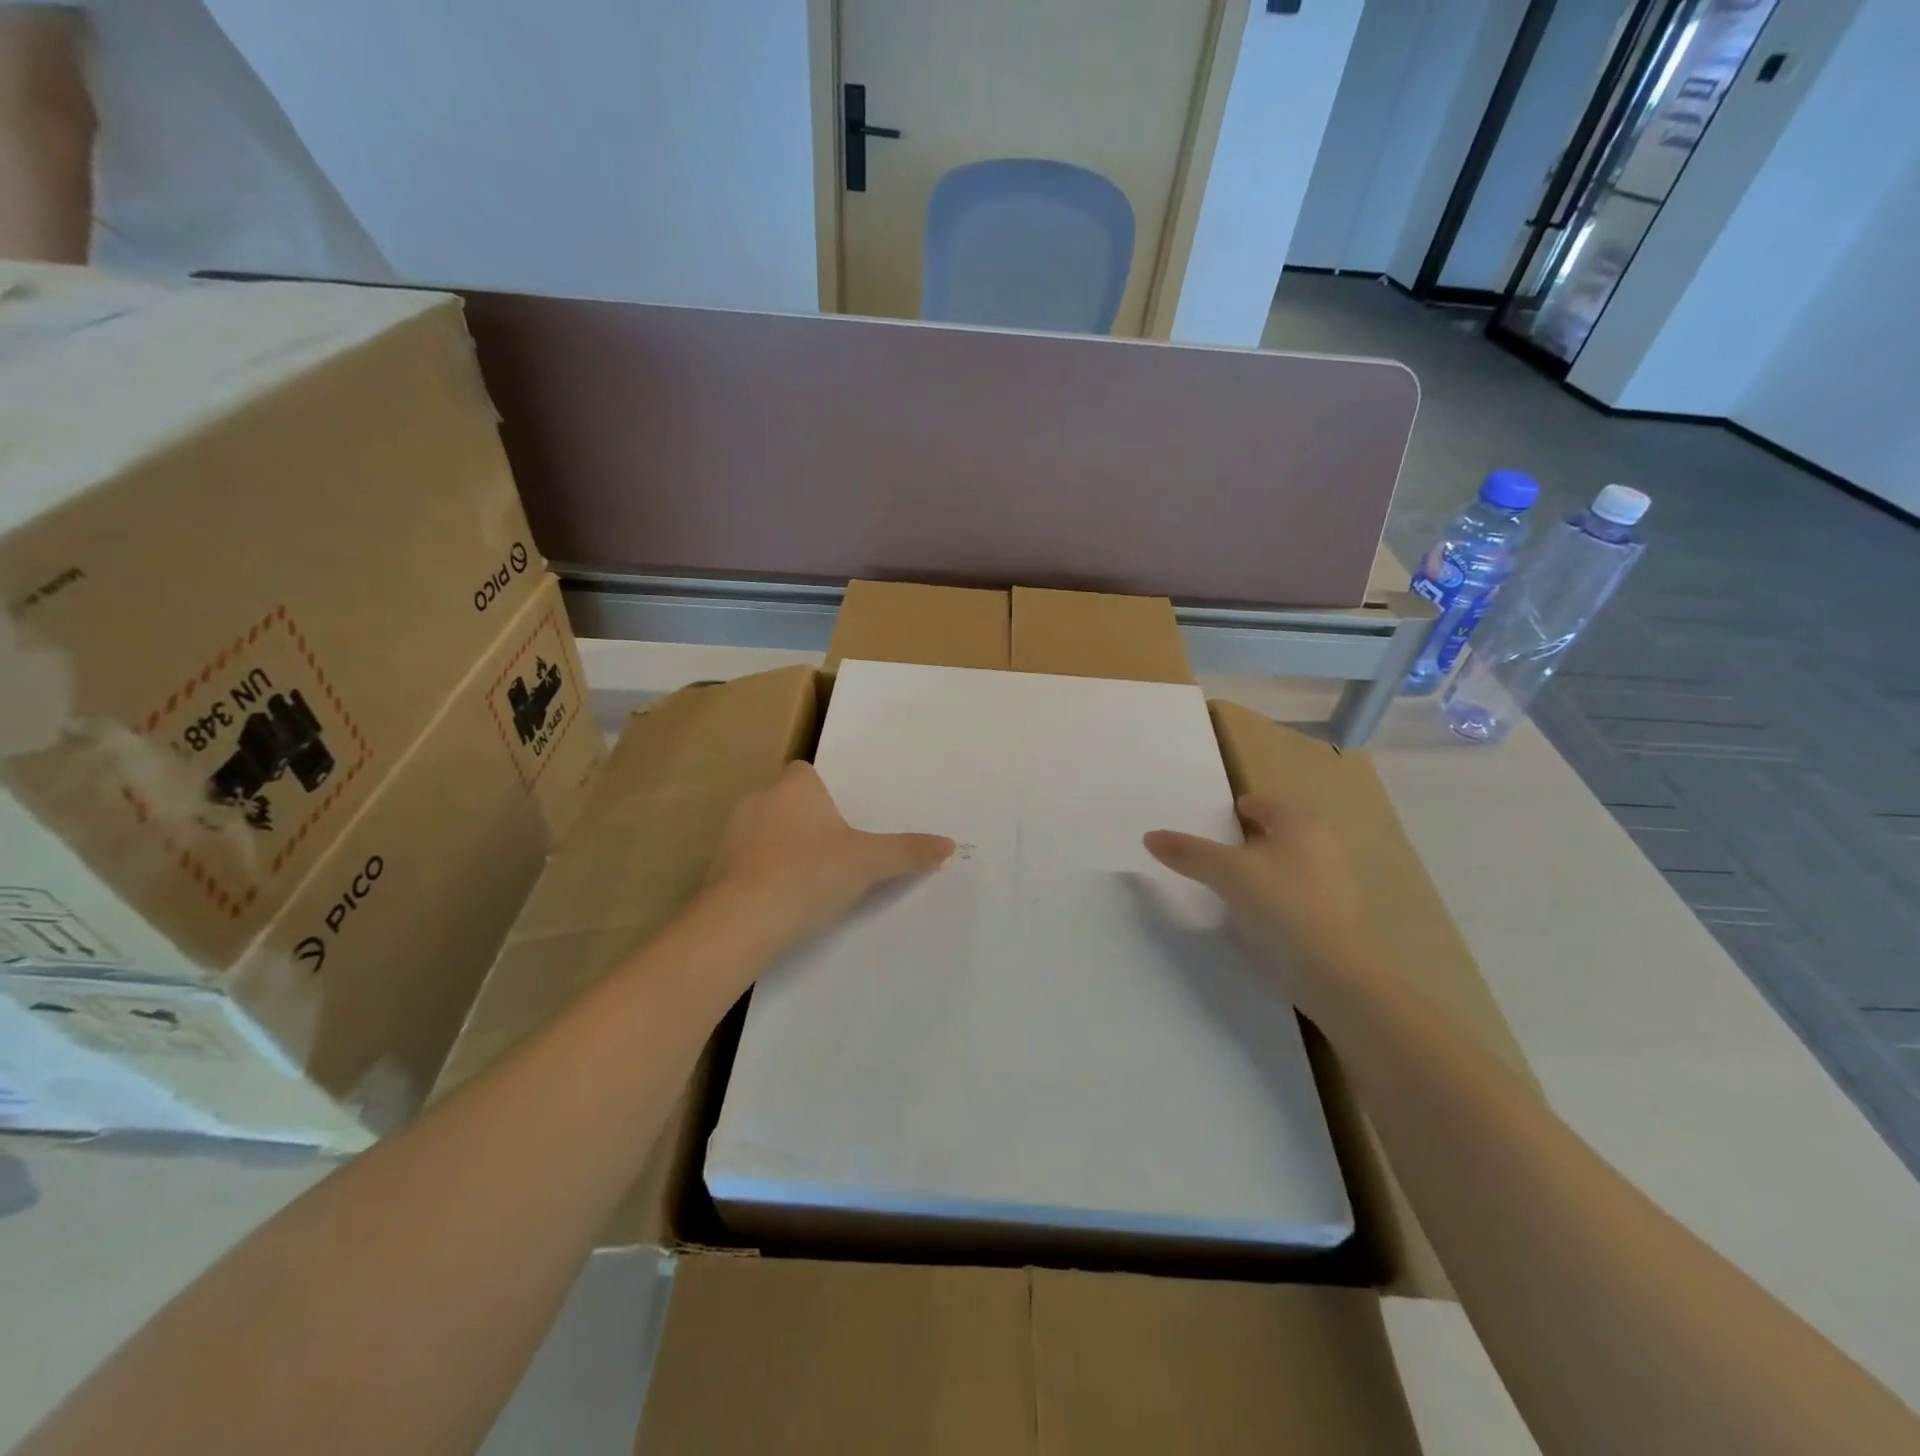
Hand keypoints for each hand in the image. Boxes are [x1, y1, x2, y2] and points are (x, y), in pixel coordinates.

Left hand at [703, 762, 954, 950]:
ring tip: (812, 880)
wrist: (740, 921)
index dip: (824, 792)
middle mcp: (758, 800)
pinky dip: (763, 874)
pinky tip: (782, 901)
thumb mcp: (868, 863)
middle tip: (838, 851)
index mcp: (794, 787)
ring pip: (765, 832)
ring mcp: (731, 834)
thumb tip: (949, 844)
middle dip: (808, 822)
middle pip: (788, 802)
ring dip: (784, 849)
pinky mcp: (716, 868)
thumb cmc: (809, 875)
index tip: (843, 819)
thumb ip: (908, 852)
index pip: (806, 773)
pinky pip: (747, 862)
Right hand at [1144, 795, 1367, 1011]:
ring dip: (1266, 867)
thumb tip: (1150, 836)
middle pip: (1283, 833)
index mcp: (1303, 826)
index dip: (1246, 806)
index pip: (1270, 805)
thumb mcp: (1226, 873)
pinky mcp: (1334, 920)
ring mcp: (1335, 886)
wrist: (1333, 975)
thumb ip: (1188, 852)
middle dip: (1257, 836)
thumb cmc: (1282, 906)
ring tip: (1234, 879)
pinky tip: (1256, 912)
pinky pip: (1297, 894)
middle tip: (1223, 844)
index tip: (1226, 813)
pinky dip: (1276, 894)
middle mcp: (1325, 848)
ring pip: (1292, 864)